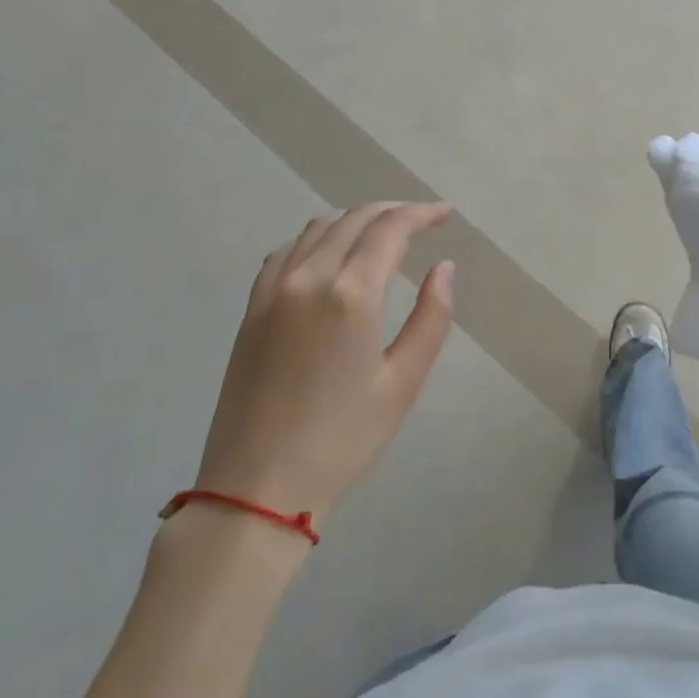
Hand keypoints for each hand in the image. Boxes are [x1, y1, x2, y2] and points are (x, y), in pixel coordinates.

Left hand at [196, 203, 455, 525]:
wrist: (257, 485)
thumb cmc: (342, 439)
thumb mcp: (402, 383)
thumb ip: (430, 318)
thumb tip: (444, 268)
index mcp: (349, 293)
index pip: (390, 229)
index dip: (422, 214)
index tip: (446, 214)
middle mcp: (307, 276)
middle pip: (353, 220)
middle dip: (392, 212)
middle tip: (422, 221)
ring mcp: (272, 290)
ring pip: (317, 229)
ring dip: (355, 220)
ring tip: (382, 233)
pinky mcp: (252, 308)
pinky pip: (286, 251)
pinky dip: (316, 238)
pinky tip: (329, 254)